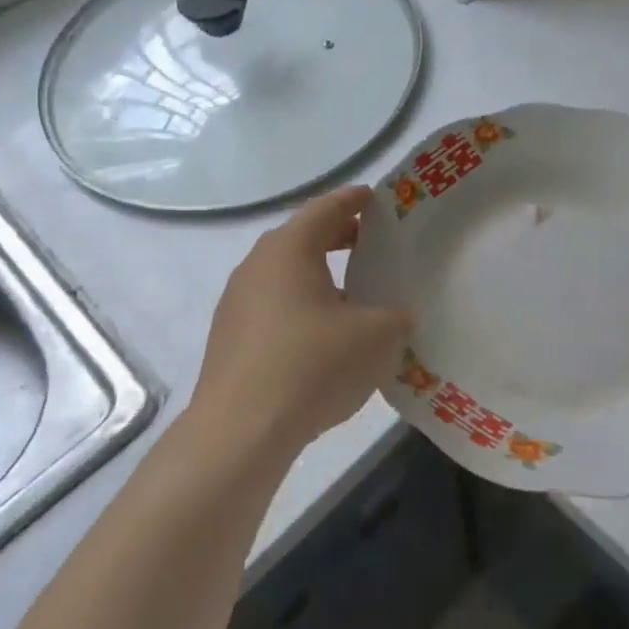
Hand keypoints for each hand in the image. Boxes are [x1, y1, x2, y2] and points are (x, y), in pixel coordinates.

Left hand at [193, 186, 413, 452]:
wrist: (240, 431)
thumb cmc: (312, 366)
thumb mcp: (376, 337)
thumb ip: (397, 317)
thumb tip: (398, 317)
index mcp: (289, 250)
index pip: (325, 209)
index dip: (353, 200)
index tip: (374, 197)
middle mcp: (256, 267)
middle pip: (301, 238)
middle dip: (337, 236)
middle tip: (371, 242)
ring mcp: (237, 304)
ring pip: (285, 275)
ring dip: (319, 275)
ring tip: (352, 291)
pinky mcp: (230, 338)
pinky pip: (273, 306)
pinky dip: (301, 305)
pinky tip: (323, 334)